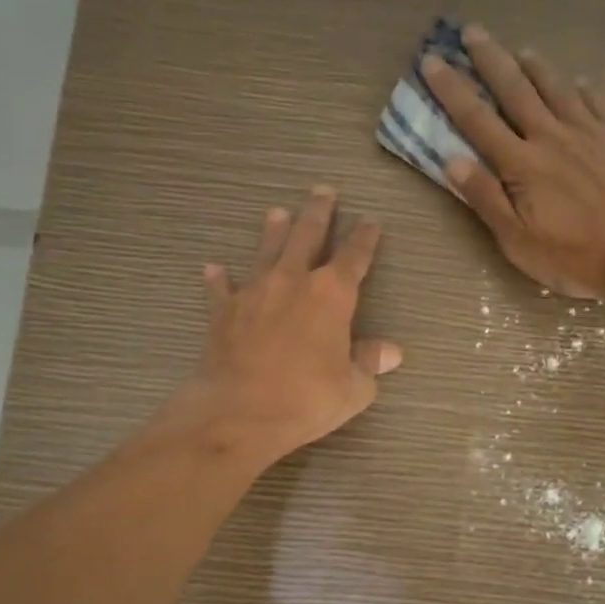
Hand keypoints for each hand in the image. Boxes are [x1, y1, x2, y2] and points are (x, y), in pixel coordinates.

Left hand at [176, 187, 400, 464]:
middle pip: (307, 236)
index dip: (365, 238)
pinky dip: (219, 279)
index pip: (354, 257)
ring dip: (273, 231)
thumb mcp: (353, 388)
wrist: (239, 412)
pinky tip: (213, 268)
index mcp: (332, 295)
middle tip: (322, 191)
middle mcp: (293, 281)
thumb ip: (369, 363)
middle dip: (318, 213)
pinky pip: (221, 289)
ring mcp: (254, 292)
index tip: (371, 221)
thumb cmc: (306, 399)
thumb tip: (391, 352)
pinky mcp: (223, 312)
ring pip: (266, 251)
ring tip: (276, 212)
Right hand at [420, 24, 604, 298]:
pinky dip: (582, 87)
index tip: (432, 61)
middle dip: (490, 58)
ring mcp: (589, 131)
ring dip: (535, 65)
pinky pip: (598, 100)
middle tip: (472, 31)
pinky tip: (578, 81)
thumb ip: (486, 198)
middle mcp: (551, 136)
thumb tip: (452, 160)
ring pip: (556, 86)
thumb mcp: (518, 240)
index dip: (452, 89)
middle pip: (515, 88)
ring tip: (521, 49)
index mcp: (521, 164)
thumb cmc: (574, 255)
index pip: (477, 119)